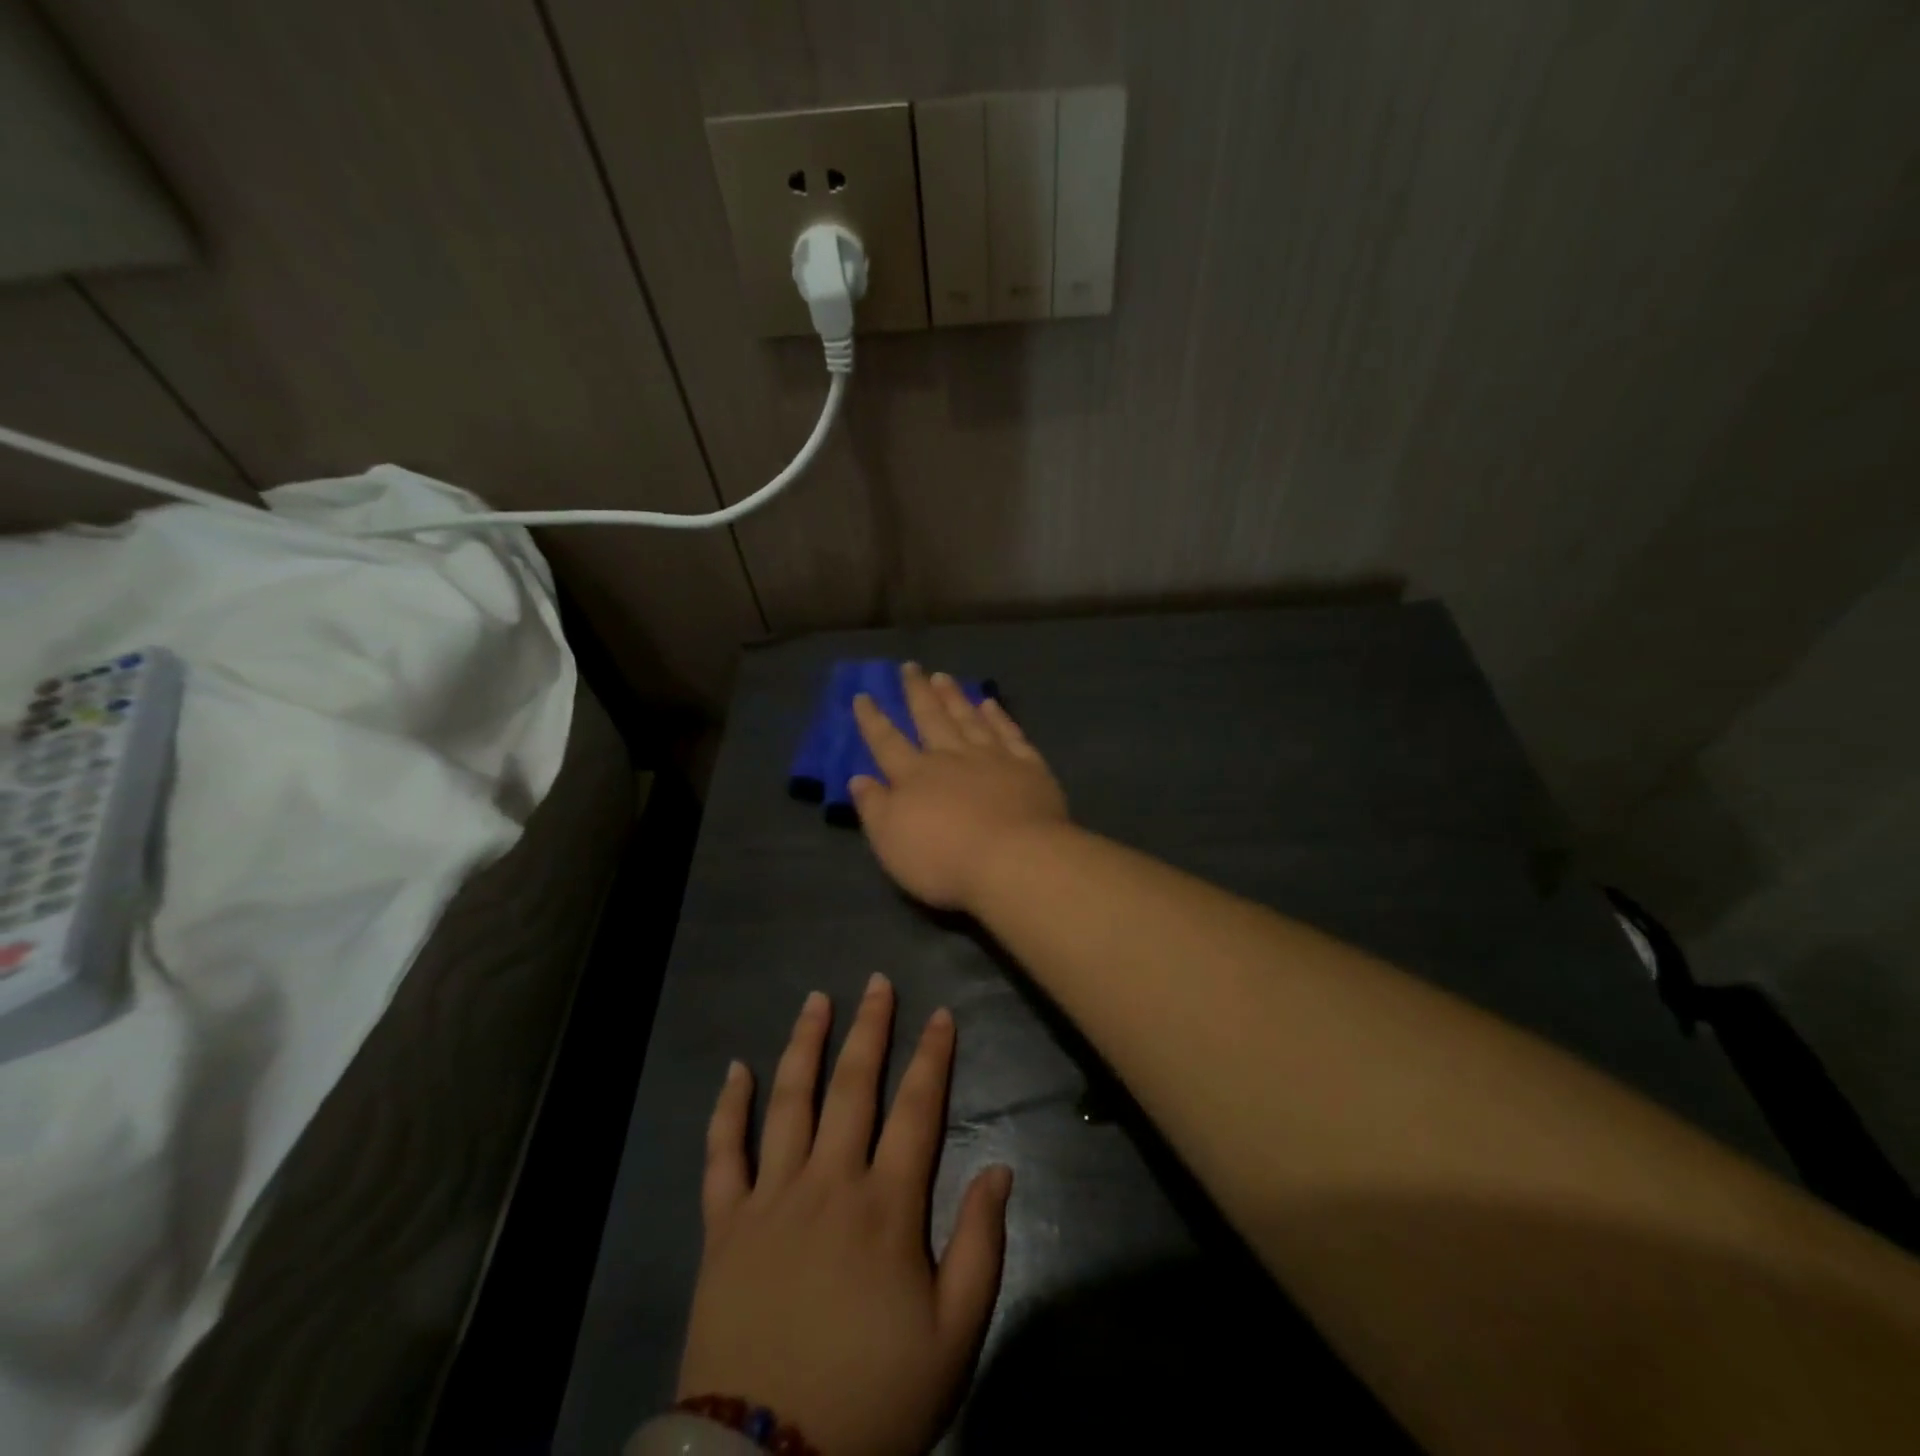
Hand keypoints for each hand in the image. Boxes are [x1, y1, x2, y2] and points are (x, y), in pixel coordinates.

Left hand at [677, 976, 1012, 1455]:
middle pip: (852, 1086)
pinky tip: (735, 1069)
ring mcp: (770, 1197)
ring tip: (816, 999)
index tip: (941, 1014)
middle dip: (869, 1028)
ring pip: (788, 1100)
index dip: (932, 1056)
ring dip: (805, 1044)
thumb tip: (999, 1168)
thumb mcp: (953, 1336)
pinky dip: (727, 1108)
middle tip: (876, 982)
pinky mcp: (724, 1225)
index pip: (917, 1108)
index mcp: (885, 1205)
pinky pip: (722, 1154)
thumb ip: (981, 1245)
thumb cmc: (873, 1399)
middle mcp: (828, 1182)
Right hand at [851, 664, 1069, 911]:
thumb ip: (874, 807)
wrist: (1014, 860)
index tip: (863, 695)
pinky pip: (1009, 733)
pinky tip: (990, 703)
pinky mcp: (1028, 766)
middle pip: (930, 718)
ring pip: (968, 718)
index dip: (873, 719)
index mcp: (915, 776)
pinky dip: (998, 716)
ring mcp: (992, 758)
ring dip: (954, 697)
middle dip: (917, 692)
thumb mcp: (891, 841)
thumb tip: (858, 778)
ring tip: (942, 676)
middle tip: (910, 667)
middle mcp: (951, 757)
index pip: (887, 742)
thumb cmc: (944, 860)